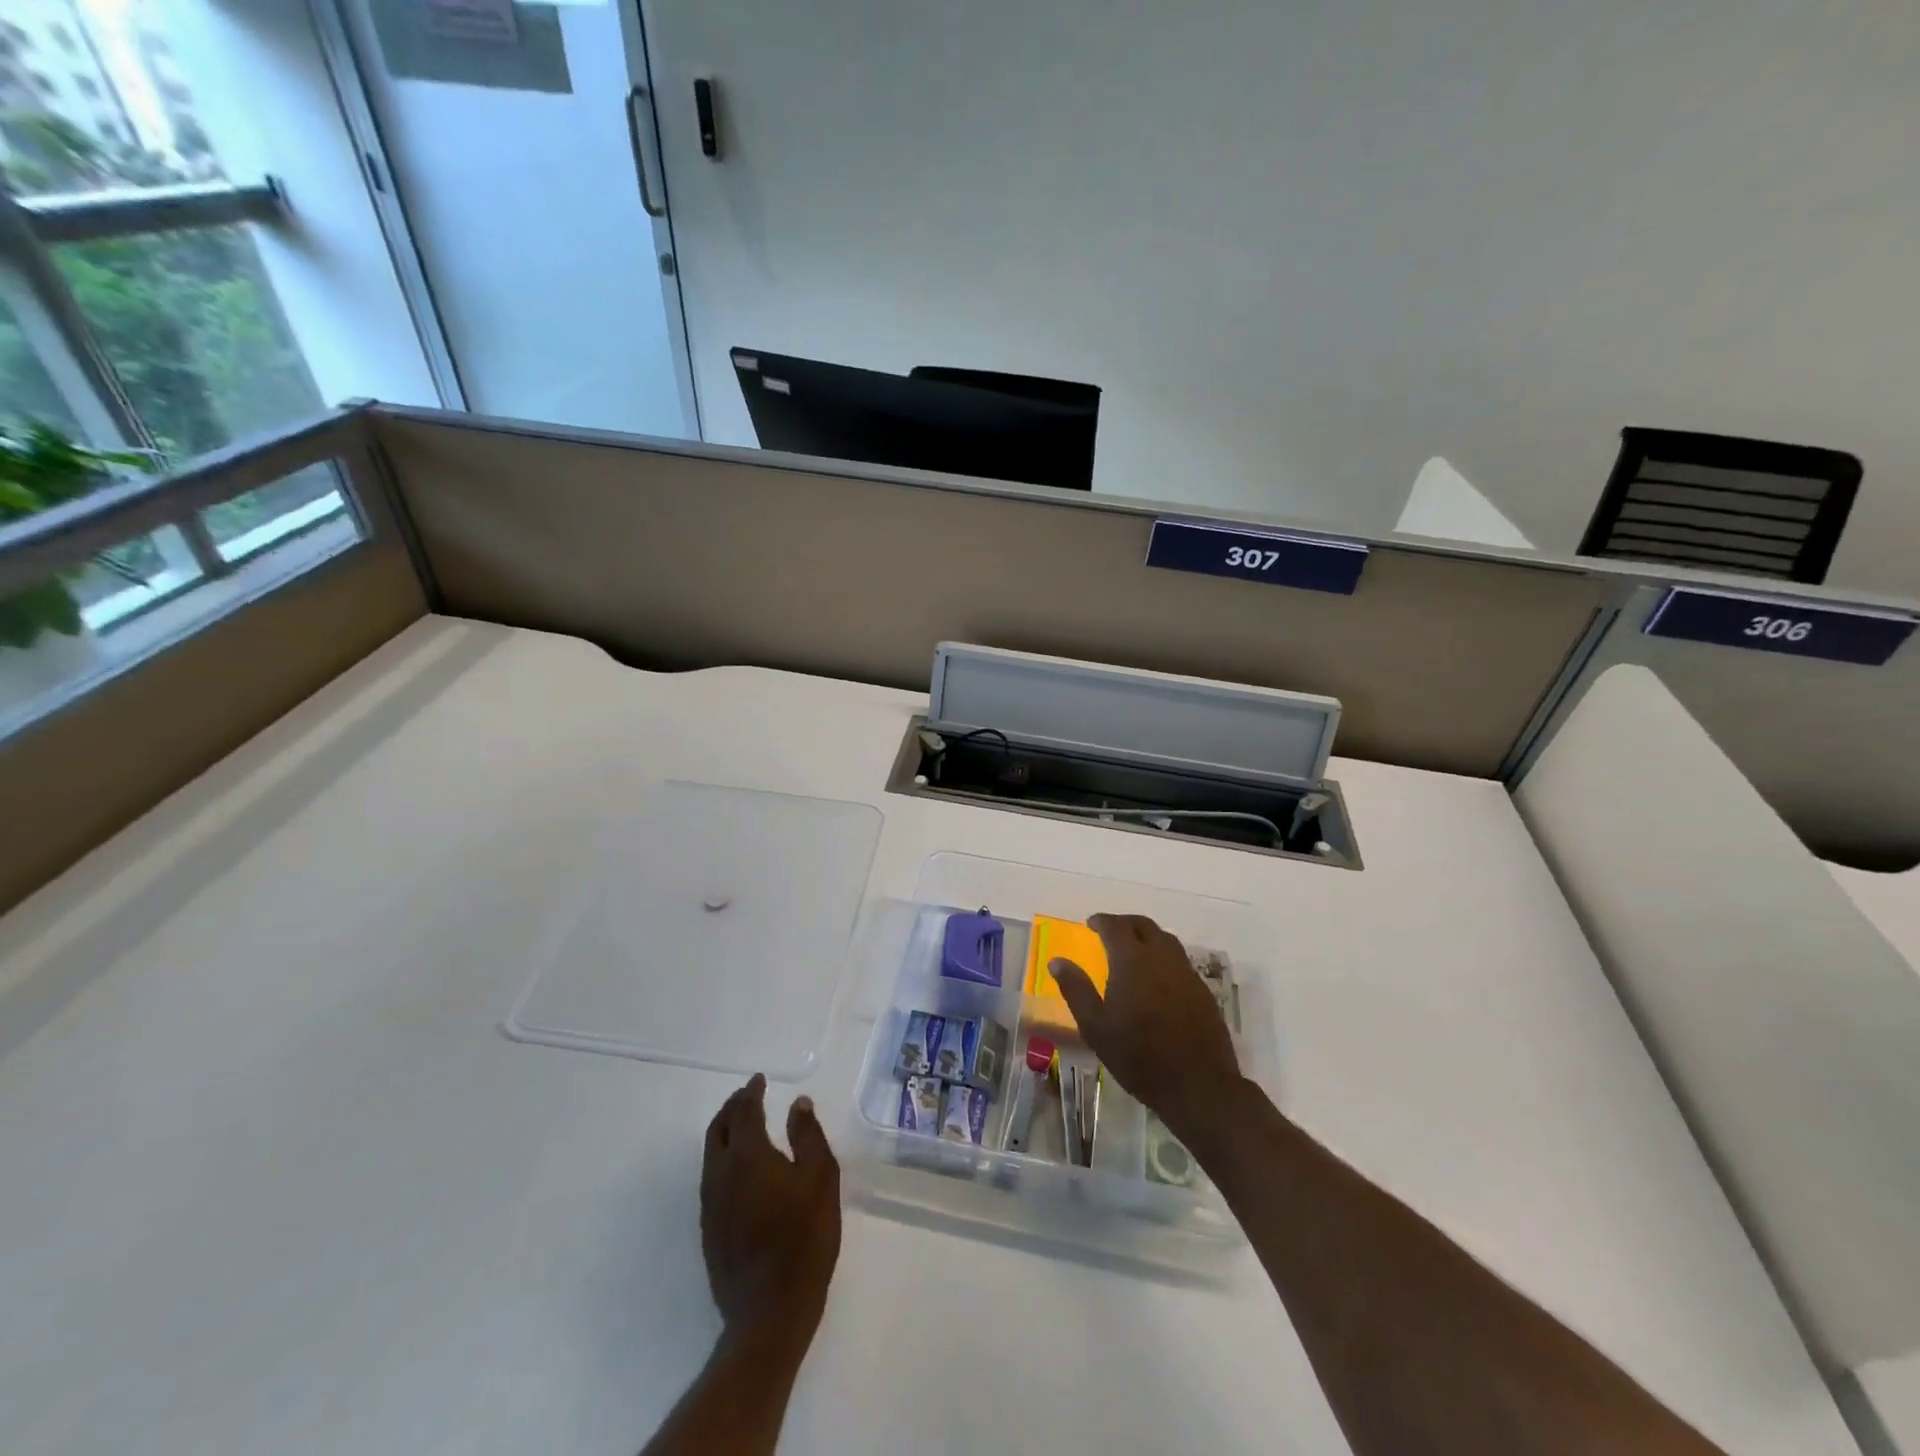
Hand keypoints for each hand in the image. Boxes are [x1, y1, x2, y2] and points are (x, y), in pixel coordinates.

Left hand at [700, 1074, 841, 1349]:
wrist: (769, 1313)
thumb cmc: (803, 1240)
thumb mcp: (821, 1180)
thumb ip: (809, 1136)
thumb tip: (798, 1103)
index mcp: (747, 1156)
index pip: (744, 1112)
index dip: (751, 1092)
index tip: (759, 1080)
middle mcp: (720, 1174)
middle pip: (718, 1128)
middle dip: (732, 1106)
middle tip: (749, 1094)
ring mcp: (710, 1204)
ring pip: (711, 1153)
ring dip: (725, 1130)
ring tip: (744, 1123)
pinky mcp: (709, 1229)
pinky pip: (711, 1177)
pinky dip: (723, 1156)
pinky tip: (741, 1166)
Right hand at [1049, 913, 1241, 1141]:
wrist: (1197, 1084)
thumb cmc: (1138, 1056)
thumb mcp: (1095, 1026)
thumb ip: (1076, 989)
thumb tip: (1057, 961)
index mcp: (1132, 961)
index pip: (1115, 926)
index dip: (1102, 921)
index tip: (1090, 924)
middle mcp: (1161, 957)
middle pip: (1144, 926)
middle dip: (1124, 923)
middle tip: (1110, 931)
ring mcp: (1186, 972)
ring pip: (1166, 940)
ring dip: (1147, 936)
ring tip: (1133, 949)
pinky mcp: (1202, 990)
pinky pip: (1180, 960)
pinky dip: (1164, 956)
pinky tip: (1157, 976)